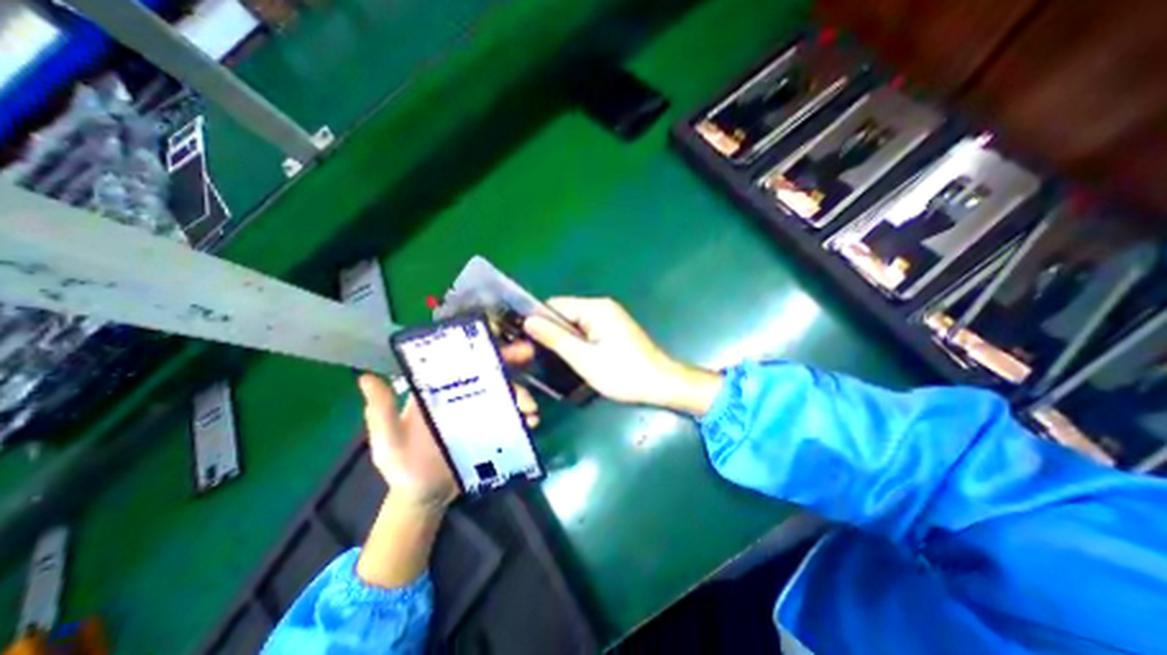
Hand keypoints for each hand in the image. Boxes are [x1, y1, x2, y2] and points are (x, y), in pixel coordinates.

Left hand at [357, 342, 541, 510]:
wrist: (425, 496)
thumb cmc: (403, 466)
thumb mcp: (388, 441)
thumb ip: (381, 413)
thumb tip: (366, 377)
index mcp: (440, 390)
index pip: (461, 361)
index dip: (480, 346)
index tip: (497, 337)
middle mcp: (464, 395)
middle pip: (490, 371)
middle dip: (511, 359)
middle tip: (528, 354)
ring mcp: (482, 412)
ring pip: (506, 393)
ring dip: (522, 394)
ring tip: (531, 409)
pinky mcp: (494, 429)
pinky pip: (512, 418)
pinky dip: (525, 416)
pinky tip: (532, 422)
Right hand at [521, 296, 721, 412]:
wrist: (662, 384)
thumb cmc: (623, 373)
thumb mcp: (584, 359)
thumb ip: (556, 338)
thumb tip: (529, 321)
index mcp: (595, 308)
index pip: (555, 305)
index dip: (538, 321)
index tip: (525, 342)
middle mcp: (602, 307)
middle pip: (565, 313)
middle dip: (551, 332)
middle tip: (537, 355)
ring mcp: (610, 318)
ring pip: (575, 324)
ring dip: (564, 339)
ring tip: (553, 360)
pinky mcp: (614, 330)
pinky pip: (587, 331)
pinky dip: (578, 342)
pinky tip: (574, 359)